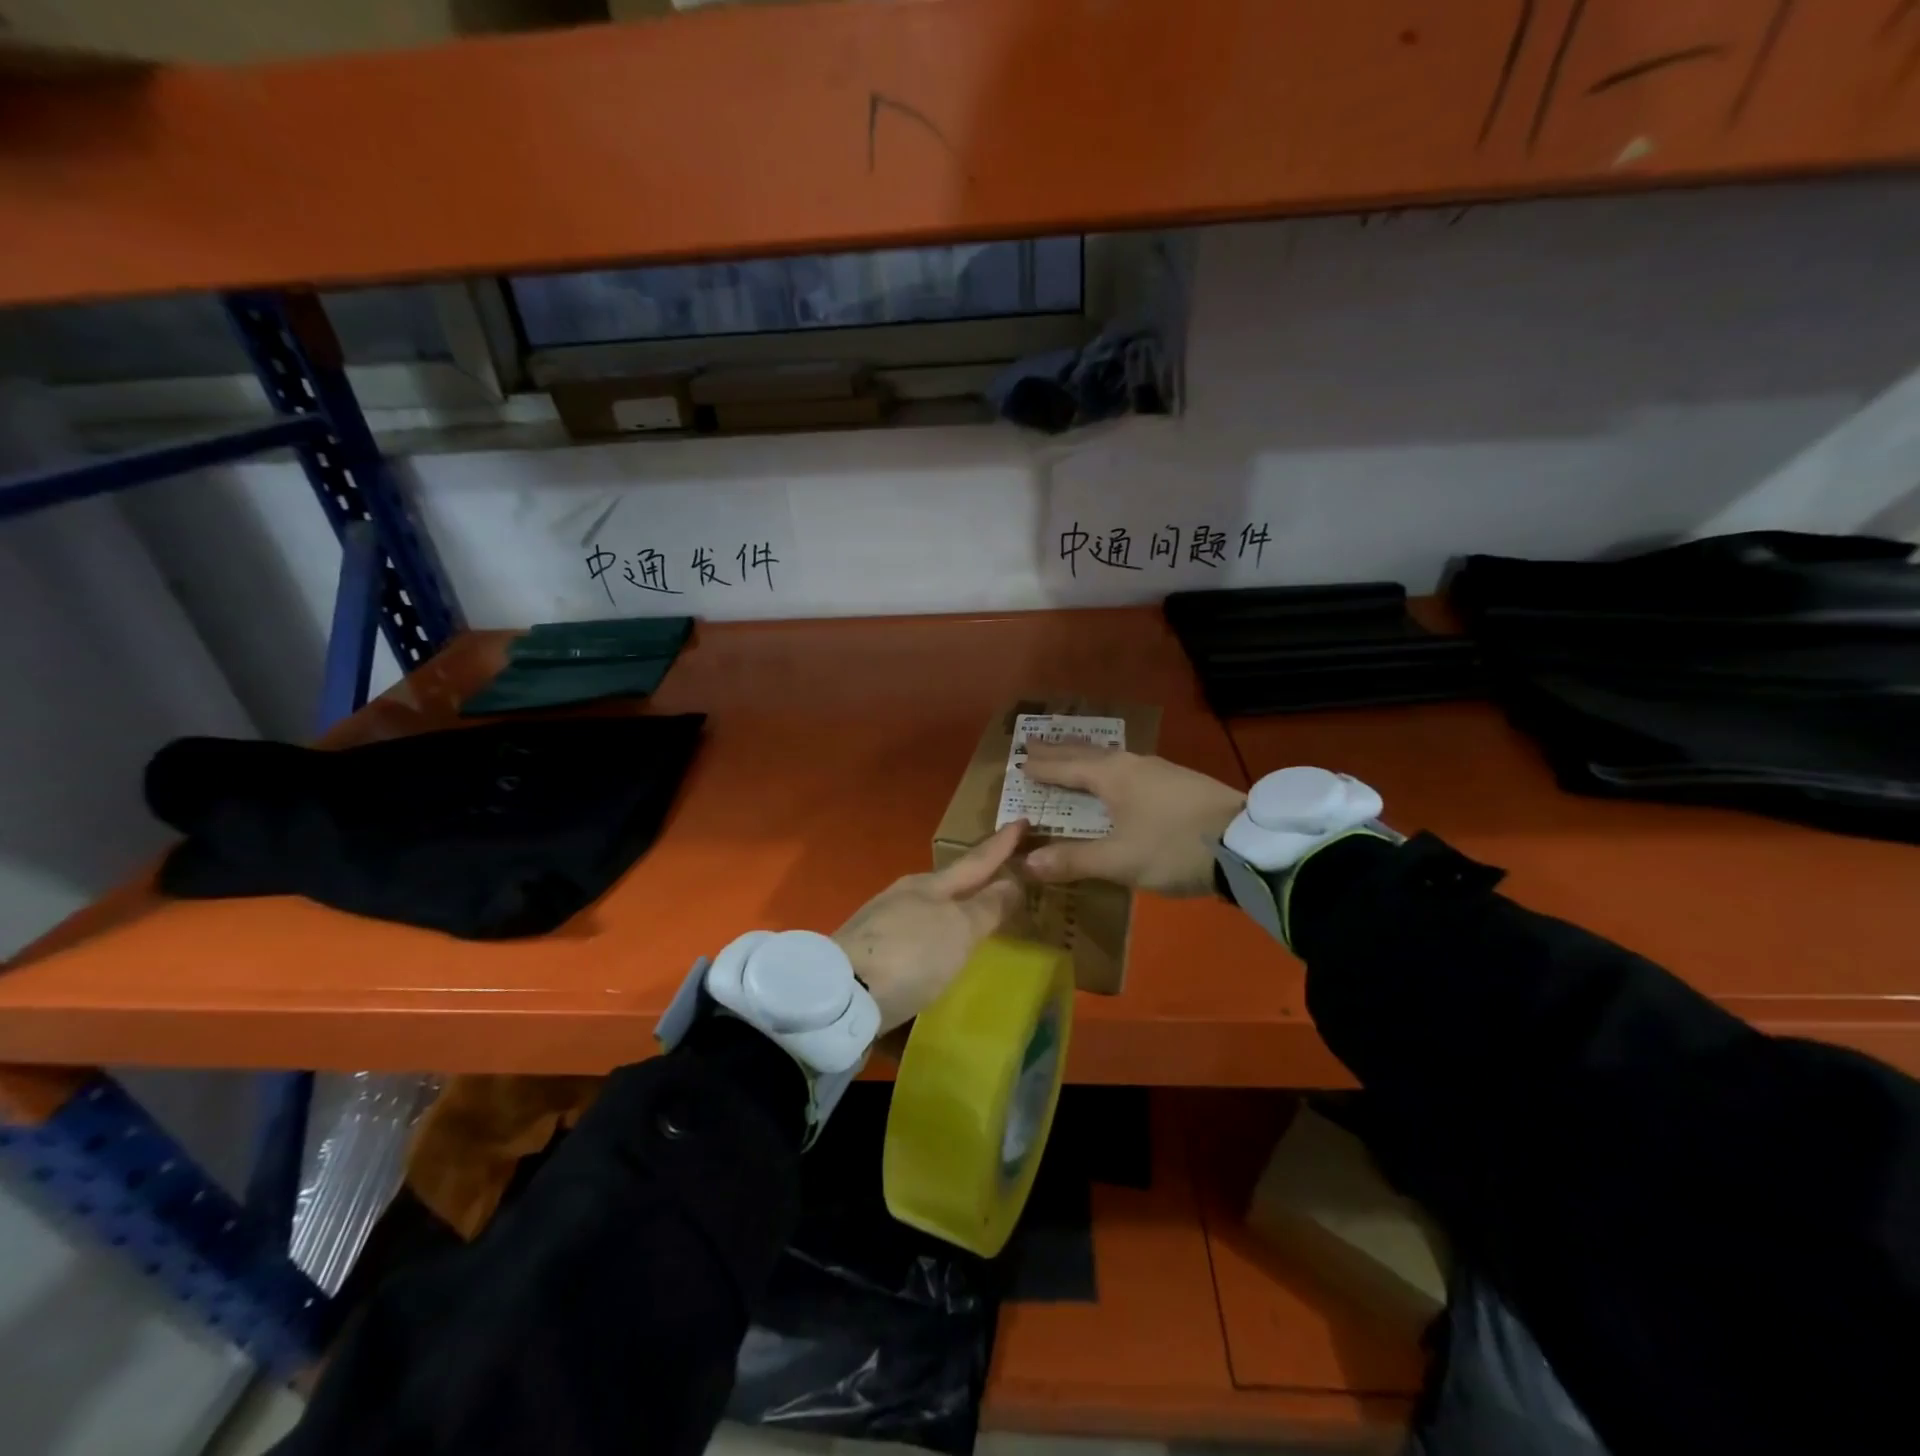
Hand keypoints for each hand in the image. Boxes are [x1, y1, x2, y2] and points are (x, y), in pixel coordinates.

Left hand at [834, 821, 1026, 1032]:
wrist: (841, 994)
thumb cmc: (910, 954)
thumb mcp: (958, 931)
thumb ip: (987, 907)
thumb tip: (1012, 880)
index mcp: (929, 885)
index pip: (975, 861)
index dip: (1001, 844)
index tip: (1021, 820)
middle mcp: (904, 897)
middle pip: (947, 884)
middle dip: (974, 879)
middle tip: (1002, 876)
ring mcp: (881, 924)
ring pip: (926, 910)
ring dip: (951, 911)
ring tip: (972, 919)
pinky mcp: (867, 955)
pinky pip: (910, 938)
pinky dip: (930, 939)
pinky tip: (934, 955)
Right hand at [1019, 745, 1244, 895]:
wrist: (1247, 843)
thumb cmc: (1174, 847)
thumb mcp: (1120, 860)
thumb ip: (1073, 860)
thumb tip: (1026, 861)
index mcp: (1112, 776)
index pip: (1066, 767)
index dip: (1042, 766)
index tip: (1019, 760)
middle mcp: (1132, 764)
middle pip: (1087, 754)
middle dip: (1059, 750)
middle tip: (1034, 742)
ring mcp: (1159, 770)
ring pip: (1110, 757)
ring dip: (1085, 756)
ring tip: (1070, 755)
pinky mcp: (1179, 781)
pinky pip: (1130, 767)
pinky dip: (1108, 768)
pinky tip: (1118, 776)